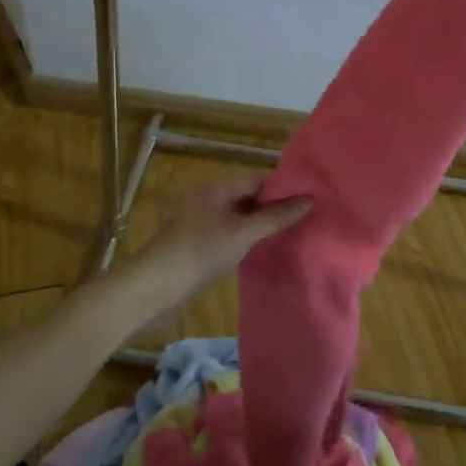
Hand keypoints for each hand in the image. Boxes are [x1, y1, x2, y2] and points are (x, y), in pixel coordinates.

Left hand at [139, 175, 313, 300]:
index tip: (310, 199)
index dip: (283, 187)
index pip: (258, 178)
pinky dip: (246, 237)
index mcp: (217, 186)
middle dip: (274, 207)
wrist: (155, 287)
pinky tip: (263, 249)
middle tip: (306, 219)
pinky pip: (229, 232)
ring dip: (261, 224)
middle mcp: (209, 197)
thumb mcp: (244, 233)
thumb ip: (277, 216)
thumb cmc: (201, 252)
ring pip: (239, 216)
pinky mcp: (197, 241)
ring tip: (292, 234)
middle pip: (249, 196)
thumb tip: (310, 199)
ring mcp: (201, 220)